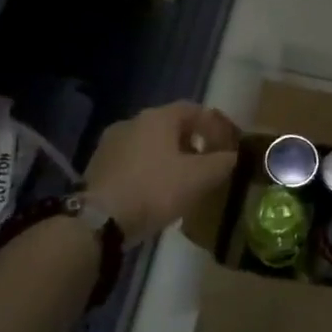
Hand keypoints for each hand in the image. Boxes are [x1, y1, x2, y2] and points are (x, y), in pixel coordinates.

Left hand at [84, 102, 240, 244]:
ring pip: (150, 144)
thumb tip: (234, 155)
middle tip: (207, 164)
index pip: (195, 110)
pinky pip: (133, 161)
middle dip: (193, 143)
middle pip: (171, 126)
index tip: (229, 146)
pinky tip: (156, 192)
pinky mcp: (98, 166)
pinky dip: (149, 170)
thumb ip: (223, 162)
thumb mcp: (200, 177)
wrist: (100, 221)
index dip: (216, 126)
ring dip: (170, 157)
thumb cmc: (155, 190)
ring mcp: (111, 143)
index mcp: (158, 117)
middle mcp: (132, 121)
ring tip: (183, 181)